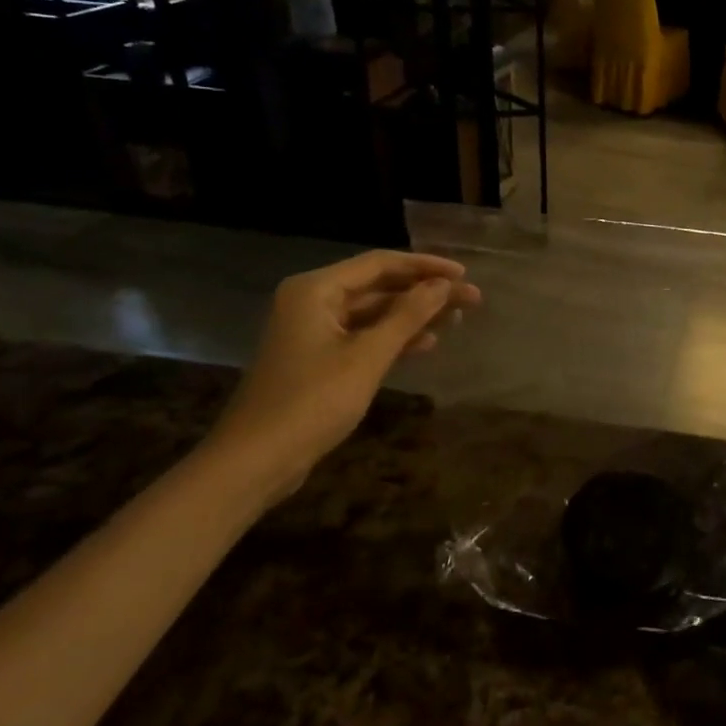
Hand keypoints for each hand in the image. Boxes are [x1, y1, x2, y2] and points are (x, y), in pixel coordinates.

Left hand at [205, 251, 481, 500]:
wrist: (254, 461)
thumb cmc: (312, 401)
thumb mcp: (368, 356)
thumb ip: (408, 315)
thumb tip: (443, 285)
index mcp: (316, 290)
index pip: (380, 264)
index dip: (426, 267)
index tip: (465, 273)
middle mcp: (312, 301)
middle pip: (378, 286)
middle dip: (424, 292)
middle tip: (470, 299)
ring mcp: (312, 330)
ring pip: (373, 312)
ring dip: (413, 315)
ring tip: (456, 319)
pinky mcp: (316, 358)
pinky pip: (362, 335)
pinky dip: (393, 337)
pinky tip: (426, 343)